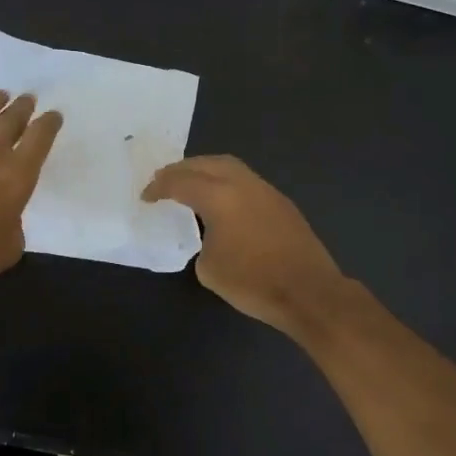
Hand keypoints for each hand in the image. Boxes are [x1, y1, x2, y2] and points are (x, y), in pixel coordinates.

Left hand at [0, 91, 62, 301]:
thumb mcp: (12, 243)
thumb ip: (15, 218)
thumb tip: (5, 210)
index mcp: (19, 173)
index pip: (41, 135)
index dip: (50, 122)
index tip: (53, 116)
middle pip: (12, 117)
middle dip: (24, 106)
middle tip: (28, 100)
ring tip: (0, 97)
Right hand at [142, 155, 347, 336]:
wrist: (308, 292)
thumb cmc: (253, 282)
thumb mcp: (209, 268)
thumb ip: (201, 241)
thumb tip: (210, 234)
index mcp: (219, 197)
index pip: (180, 182)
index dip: (159, 187)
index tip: (146, 197)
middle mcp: (243, 184)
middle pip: (206, 163)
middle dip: (182, 169)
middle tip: (164, 182)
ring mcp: (266, 191)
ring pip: (230, 167)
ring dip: (206, 171)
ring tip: (191, 186)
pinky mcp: (281, 203)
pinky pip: (246, 182)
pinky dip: (226, 183)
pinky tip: (222, 202)